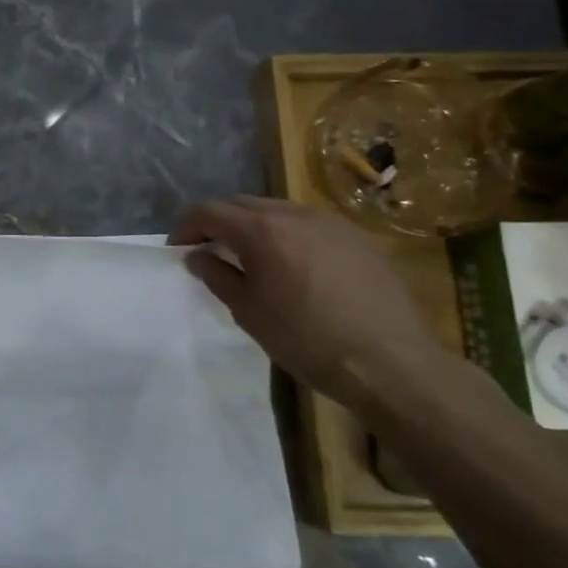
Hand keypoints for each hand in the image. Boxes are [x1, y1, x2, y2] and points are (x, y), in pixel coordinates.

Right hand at [172, 196, 445, 403]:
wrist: (390, 363)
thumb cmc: (305, 339)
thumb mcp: (248, 311)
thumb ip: (217, 275)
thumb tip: (198, 256)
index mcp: (262, 229)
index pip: (209, 211)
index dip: (186, 227)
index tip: (177, 248)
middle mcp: (296, 215)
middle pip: (243, 204)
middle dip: (219, 221)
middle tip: (208, 248)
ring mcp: (333, 224)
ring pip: (280, 211)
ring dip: (255, 226)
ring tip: (250, 256)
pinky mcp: (361, 240)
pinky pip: (312, 226)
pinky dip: (290, 236)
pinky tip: (294, 266)